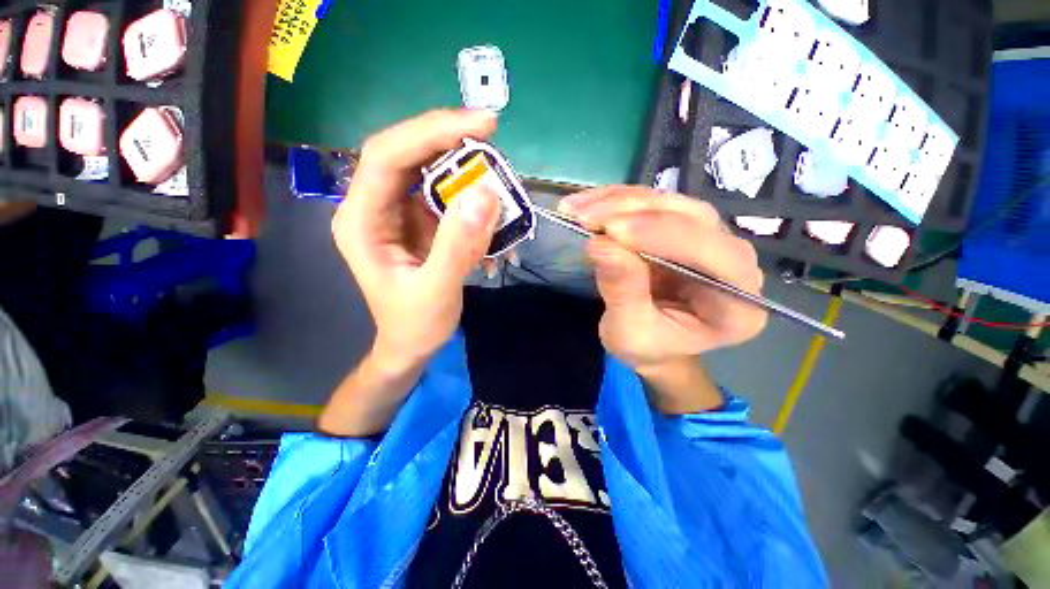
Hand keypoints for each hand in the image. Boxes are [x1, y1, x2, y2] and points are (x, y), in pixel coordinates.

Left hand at [332, 110, 501, 367]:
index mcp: (361, 221)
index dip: (431, 132)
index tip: (481, 124)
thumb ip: (458, 246)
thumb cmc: (416, 325)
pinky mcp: (418, 221)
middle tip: (491, 134)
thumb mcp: (437, 291)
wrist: (411, 344)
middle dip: (449, 140)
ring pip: (427, 170)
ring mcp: (397, 212)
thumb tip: (485, 193)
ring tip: (496, 171)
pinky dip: (469, 193)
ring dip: (463, 166)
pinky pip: (443, 194)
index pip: (387, 157)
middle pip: (407, 154)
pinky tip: (489, 203)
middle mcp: (373, 207)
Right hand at [560, 187, 766, 372]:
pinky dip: (616, 200)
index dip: (661, 235)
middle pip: (692, 218)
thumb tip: (601, 244)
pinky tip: (587, 203)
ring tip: (577, 208)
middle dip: (633, 212)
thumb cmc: (647, 347)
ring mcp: (708, 239)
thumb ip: (623, 292)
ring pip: (669, 202)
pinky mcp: (681, 227)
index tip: (609, 230)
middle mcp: (734, 262)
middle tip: (586, 217)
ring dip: (619, 201)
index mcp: (737, 303)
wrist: (652, 344)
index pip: (713, 255)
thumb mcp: (630, 332)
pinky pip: (651, 204)